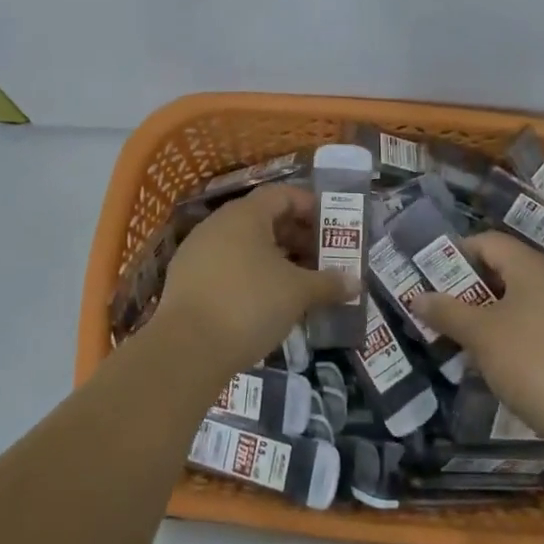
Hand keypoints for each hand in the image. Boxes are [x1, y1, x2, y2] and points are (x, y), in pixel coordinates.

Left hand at [151, 184, 355, 379]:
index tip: (332, 226)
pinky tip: (267, 301)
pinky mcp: (187, 280)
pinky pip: (227, 266)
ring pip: (244, 245)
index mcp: (244, 215)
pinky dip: (251, 275)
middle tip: (322, 258)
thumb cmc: (249, 304)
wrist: (187, 349)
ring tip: (300, 282)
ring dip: (275, 258)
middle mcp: (218, 224)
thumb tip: (357, 282)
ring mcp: (197, 251)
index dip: (310, 206)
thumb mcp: (297, 293)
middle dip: (296, 236)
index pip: (282, 195)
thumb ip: (328, 283)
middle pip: (264, 219)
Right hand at [414, 233, 543, 434]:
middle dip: (469, 286)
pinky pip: (535, 319)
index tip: (431, 276)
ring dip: (487, 311)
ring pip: (519, 297)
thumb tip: (417, 296)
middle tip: (440, 307)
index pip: (487, 242)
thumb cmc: (531, 362)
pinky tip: (495, 357)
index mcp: (532, 266)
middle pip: (504, 268)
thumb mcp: (480, 335)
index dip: (456, 253)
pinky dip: (511, 329)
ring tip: (461, 335)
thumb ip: (446, 311)